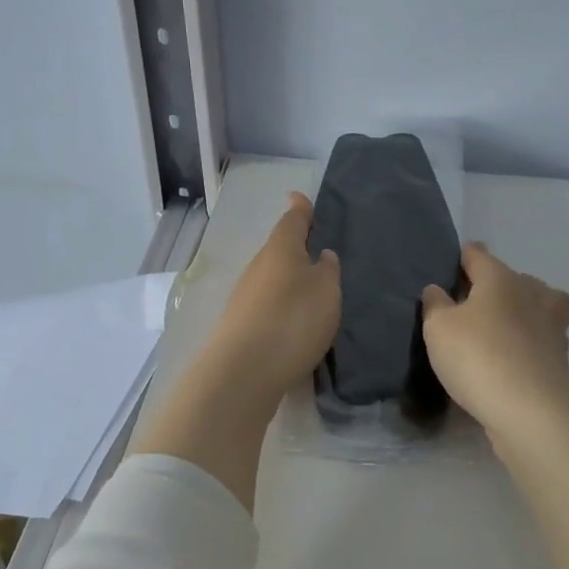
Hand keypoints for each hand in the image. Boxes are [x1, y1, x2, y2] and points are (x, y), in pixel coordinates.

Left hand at [202, 192, 341, 397]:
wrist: (244, 370)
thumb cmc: (293, 319)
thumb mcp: (326, 291)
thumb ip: (328, 271)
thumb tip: (321, 256)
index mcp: (280, 250)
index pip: (292, 221)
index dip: (299, 209)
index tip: (299, 197)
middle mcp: (258, 268)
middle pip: (279, 251)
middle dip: (296, 251)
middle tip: (318, 254)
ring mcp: (245, 297)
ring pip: (272, 280)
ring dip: (289, 283)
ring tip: (313, 295)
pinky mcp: (241, 326)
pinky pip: (268, 307)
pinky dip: (282, 309)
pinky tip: (295, 324)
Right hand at [422, 242, 568, 435]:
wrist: (530, 410)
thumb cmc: (478, 356)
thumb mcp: (438, 328)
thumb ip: (435, 304)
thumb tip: (438, 290)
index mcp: (501, 279)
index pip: (479, 256)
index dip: (466, 256)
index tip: (456, 261)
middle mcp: (532, 294)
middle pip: (514, 279)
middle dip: (497, 285)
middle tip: (473, 302)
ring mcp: (551, 327)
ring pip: (536, 306)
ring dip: (520, 312)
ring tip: (498, 327)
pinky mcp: (559, 359)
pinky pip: (539, 340)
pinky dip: (528, 343)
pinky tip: (511, 356)